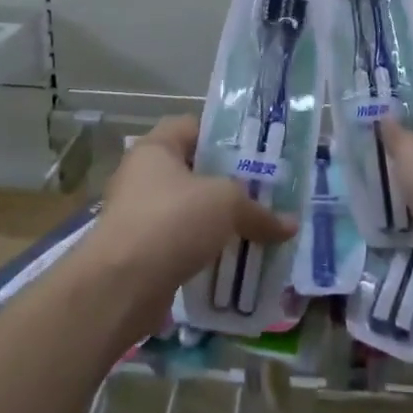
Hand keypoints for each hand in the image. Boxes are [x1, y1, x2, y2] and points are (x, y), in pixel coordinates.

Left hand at [92, 115, 295, 301]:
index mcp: (156, 149)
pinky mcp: (142, 253)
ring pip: (190, 211)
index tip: (256, 152)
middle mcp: (142, 177)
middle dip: (229, 184)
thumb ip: (259, 211)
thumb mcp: (225, 204)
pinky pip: (183, 243)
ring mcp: (140, 216)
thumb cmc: (171, 221)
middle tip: (265, 193)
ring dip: (219, 221)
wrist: (121, 285)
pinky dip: (206, 250)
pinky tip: (235, 261)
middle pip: (194, 171)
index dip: (224, 135)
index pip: (192, 127)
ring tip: (258, 229)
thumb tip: (291, 225)